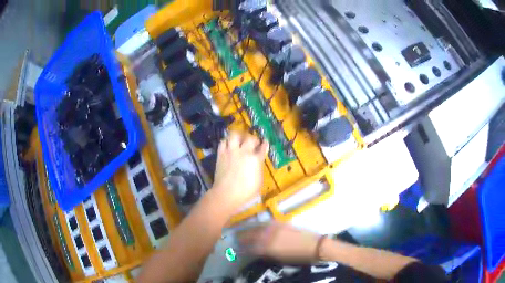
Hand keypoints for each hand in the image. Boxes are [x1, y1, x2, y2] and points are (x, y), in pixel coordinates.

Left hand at [212, 131, 268, 212]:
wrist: (226, 194)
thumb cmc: (246, 191)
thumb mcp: (259, 181)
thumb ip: (259, 168)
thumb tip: (257, 163)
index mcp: (255, 159)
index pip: (263, 148)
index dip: (265, 144)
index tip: (265, 142)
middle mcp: (244, 152)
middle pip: (250, 138)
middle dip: (253, 139)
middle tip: (253, 142)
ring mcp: (231, 152)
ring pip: (234, 135)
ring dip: (239, 136)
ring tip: (240, 139)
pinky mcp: (221, 154)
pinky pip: (223, 142)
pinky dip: (227, 142)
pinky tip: (229, 145)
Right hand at [238, 222, 321, 262]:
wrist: (314, 246)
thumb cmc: (297, 257)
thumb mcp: (280, 260)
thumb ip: (266, 254)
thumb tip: (257, 251)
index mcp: (268, 247)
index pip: (250, 247)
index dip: (242, 248)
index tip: (237, 248)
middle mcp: (269, 235)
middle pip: (251, 235)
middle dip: (242, 236)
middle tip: (235, 237)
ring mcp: (275, 227)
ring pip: (257, 227)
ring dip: (249, 229)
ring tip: (243, 230)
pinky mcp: (282, 223)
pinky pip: (266, 223)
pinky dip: (259, 224)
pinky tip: (257, 225)